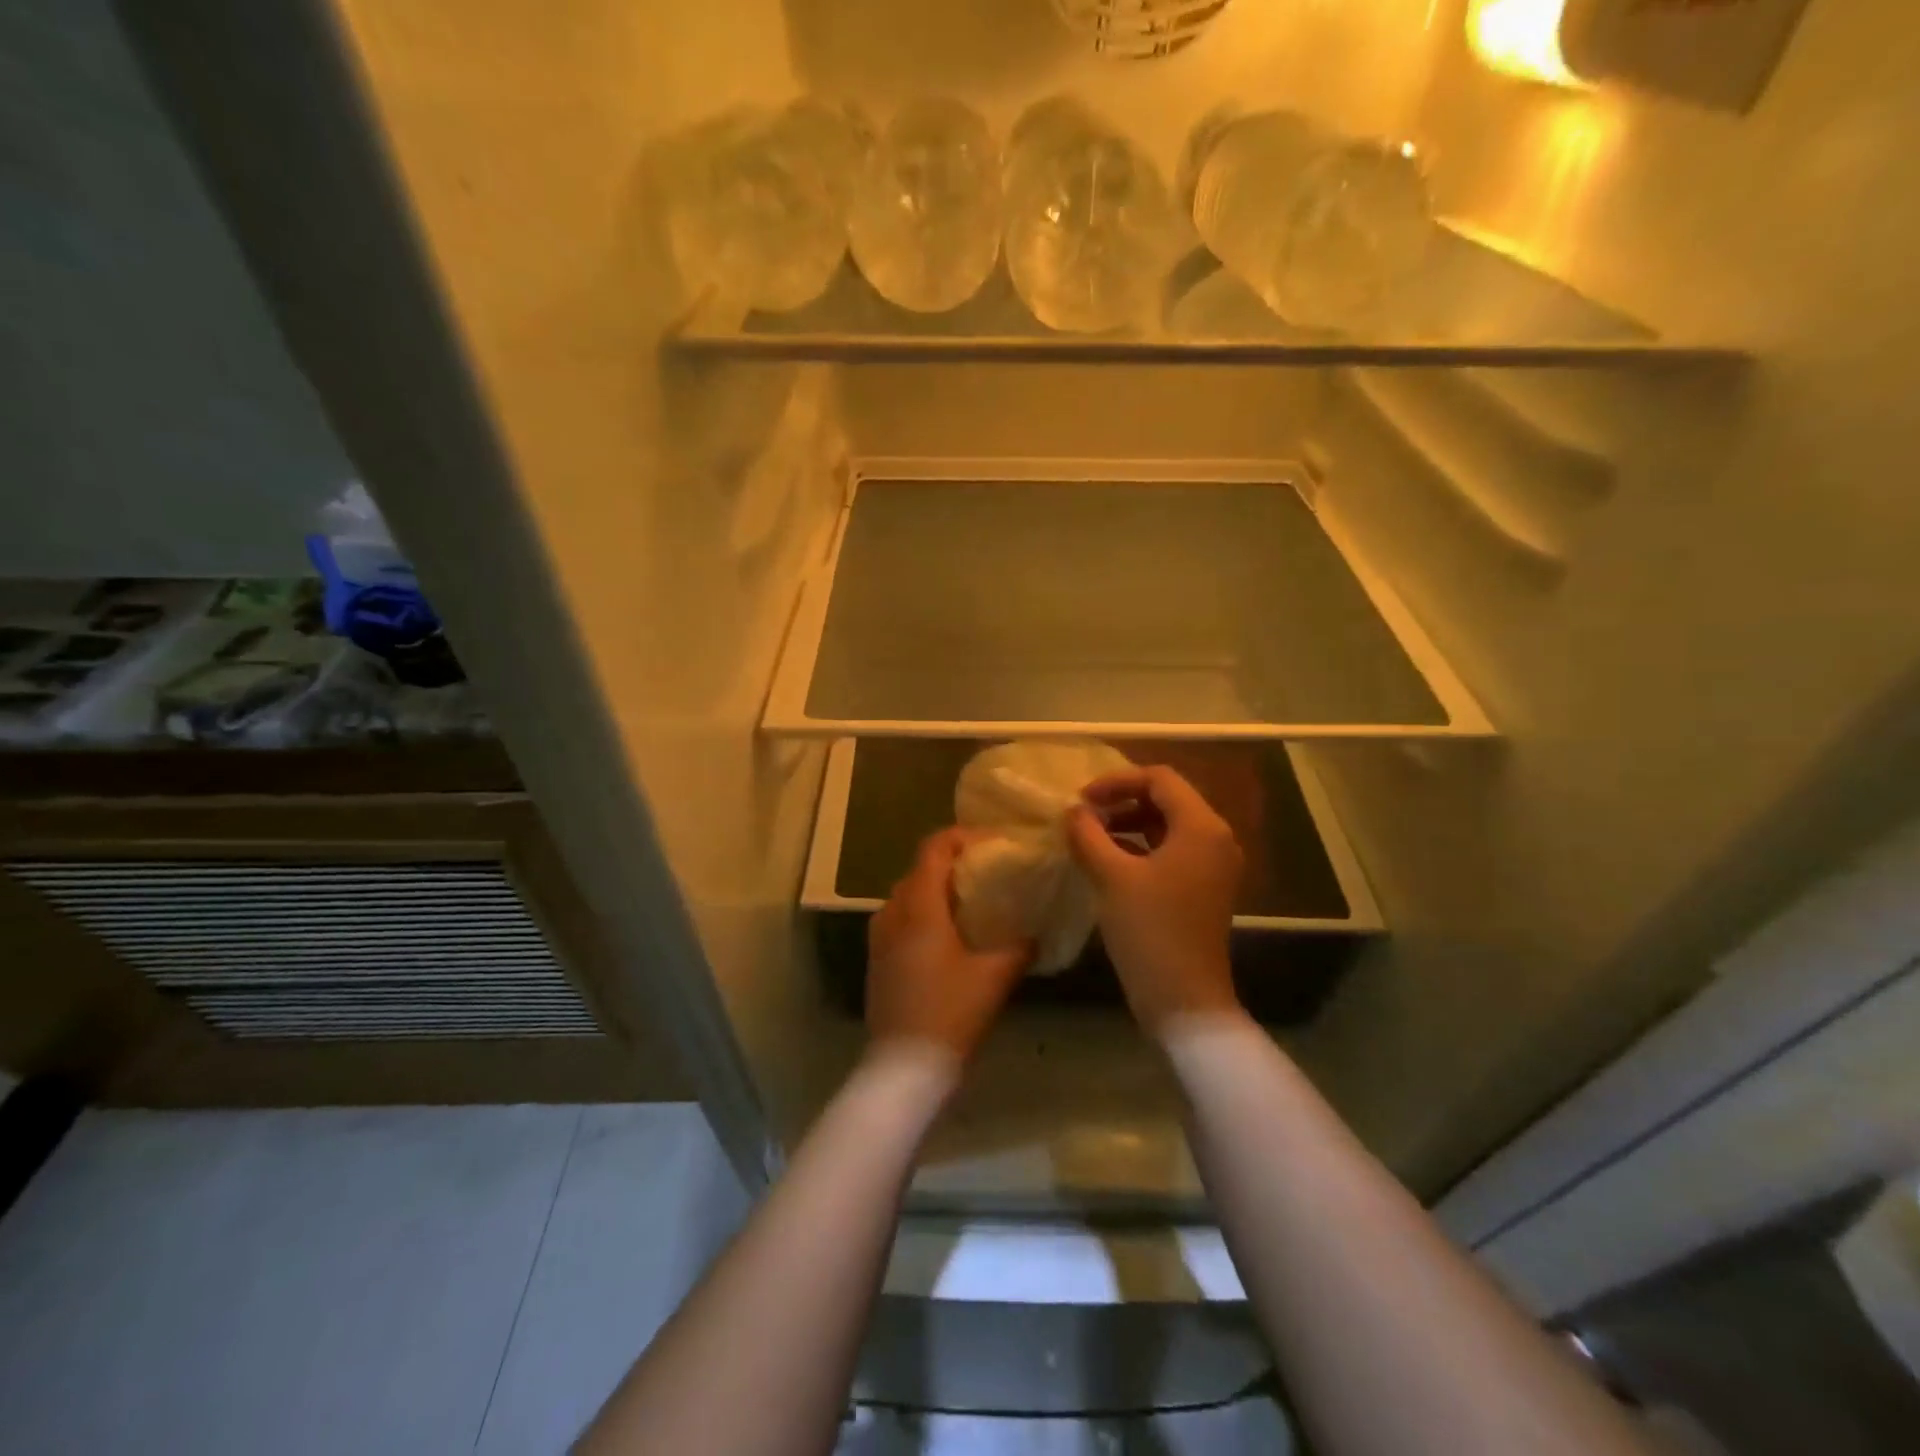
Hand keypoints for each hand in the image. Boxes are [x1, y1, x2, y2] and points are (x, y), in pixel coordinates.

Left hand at [868, 829, 1032, 1062]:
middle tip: (986, 873)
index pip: (934, 849)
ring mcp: (879, 938)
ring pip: (907, 896)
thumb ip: (1019, 948)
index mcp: (920, 907)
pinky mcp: (877, 961)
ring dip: (935, 891)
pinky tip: (947, 937)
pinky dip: (922, 914)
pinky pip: (899, 920)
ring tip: (969, 903)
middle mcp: (893, 913)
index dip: (962, 837)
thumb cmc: (951, 1013)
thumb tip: (1037, 934)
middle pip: (919, 870)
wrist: (904, 1067)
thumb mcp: (994, 978)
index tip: (992, 843)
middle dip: (951, 864)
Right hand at [1066, 765, 1245, 1034]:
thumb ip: (1088, 834)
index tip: (1081, 800)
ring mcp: (1213, 865)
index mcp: (1201, 826)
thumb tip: (1073, 811)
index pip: (1159, 779)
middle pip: (1167, 799)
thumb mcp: (1111, 876)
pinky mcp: (1205, 888)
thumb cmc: (1149, 930)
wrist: (1184, 999)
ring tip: (1091, 836)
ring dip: (1129, 823)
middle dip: (1122, 800)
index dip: (1117, 781)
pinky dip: (1140, 846)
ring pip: (1168, 825)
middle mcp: (1216, 838)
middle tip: (1084, 816)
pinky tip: (1109, 860)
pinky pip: (1172, 850)